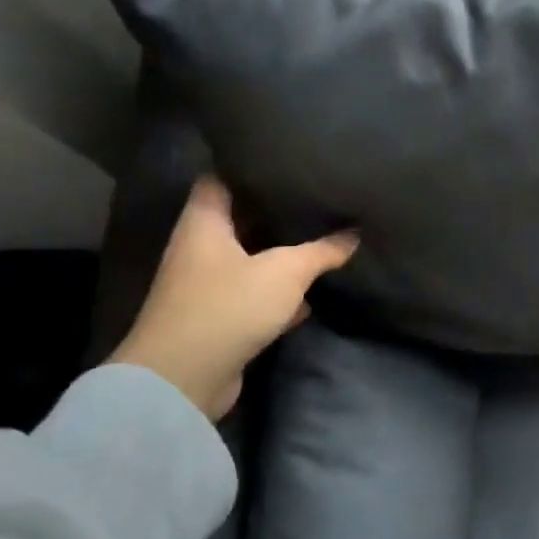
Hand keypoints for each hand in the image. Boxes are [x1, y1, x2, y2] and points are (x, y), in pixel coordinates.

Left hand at [109, 178, 358, 418]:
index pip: (220, 180)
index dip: (248, 167)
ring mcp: (206, 287)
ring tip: (321, 238)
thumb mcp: (286, 271)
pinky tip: (311, 292)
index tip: (284, 160)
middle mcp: (199, 250)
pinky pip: (254, 295)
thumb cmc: (228, 306)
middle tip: (314, 199)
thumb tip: (355, 234)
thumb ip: (322, 250)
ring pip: (249, 259)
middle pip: (237, 220)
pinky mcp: (218, 319)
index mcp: (204, 224)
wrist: (183, 378)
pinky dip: (279, 292)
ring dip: (279, 254)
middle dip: (274, 212)